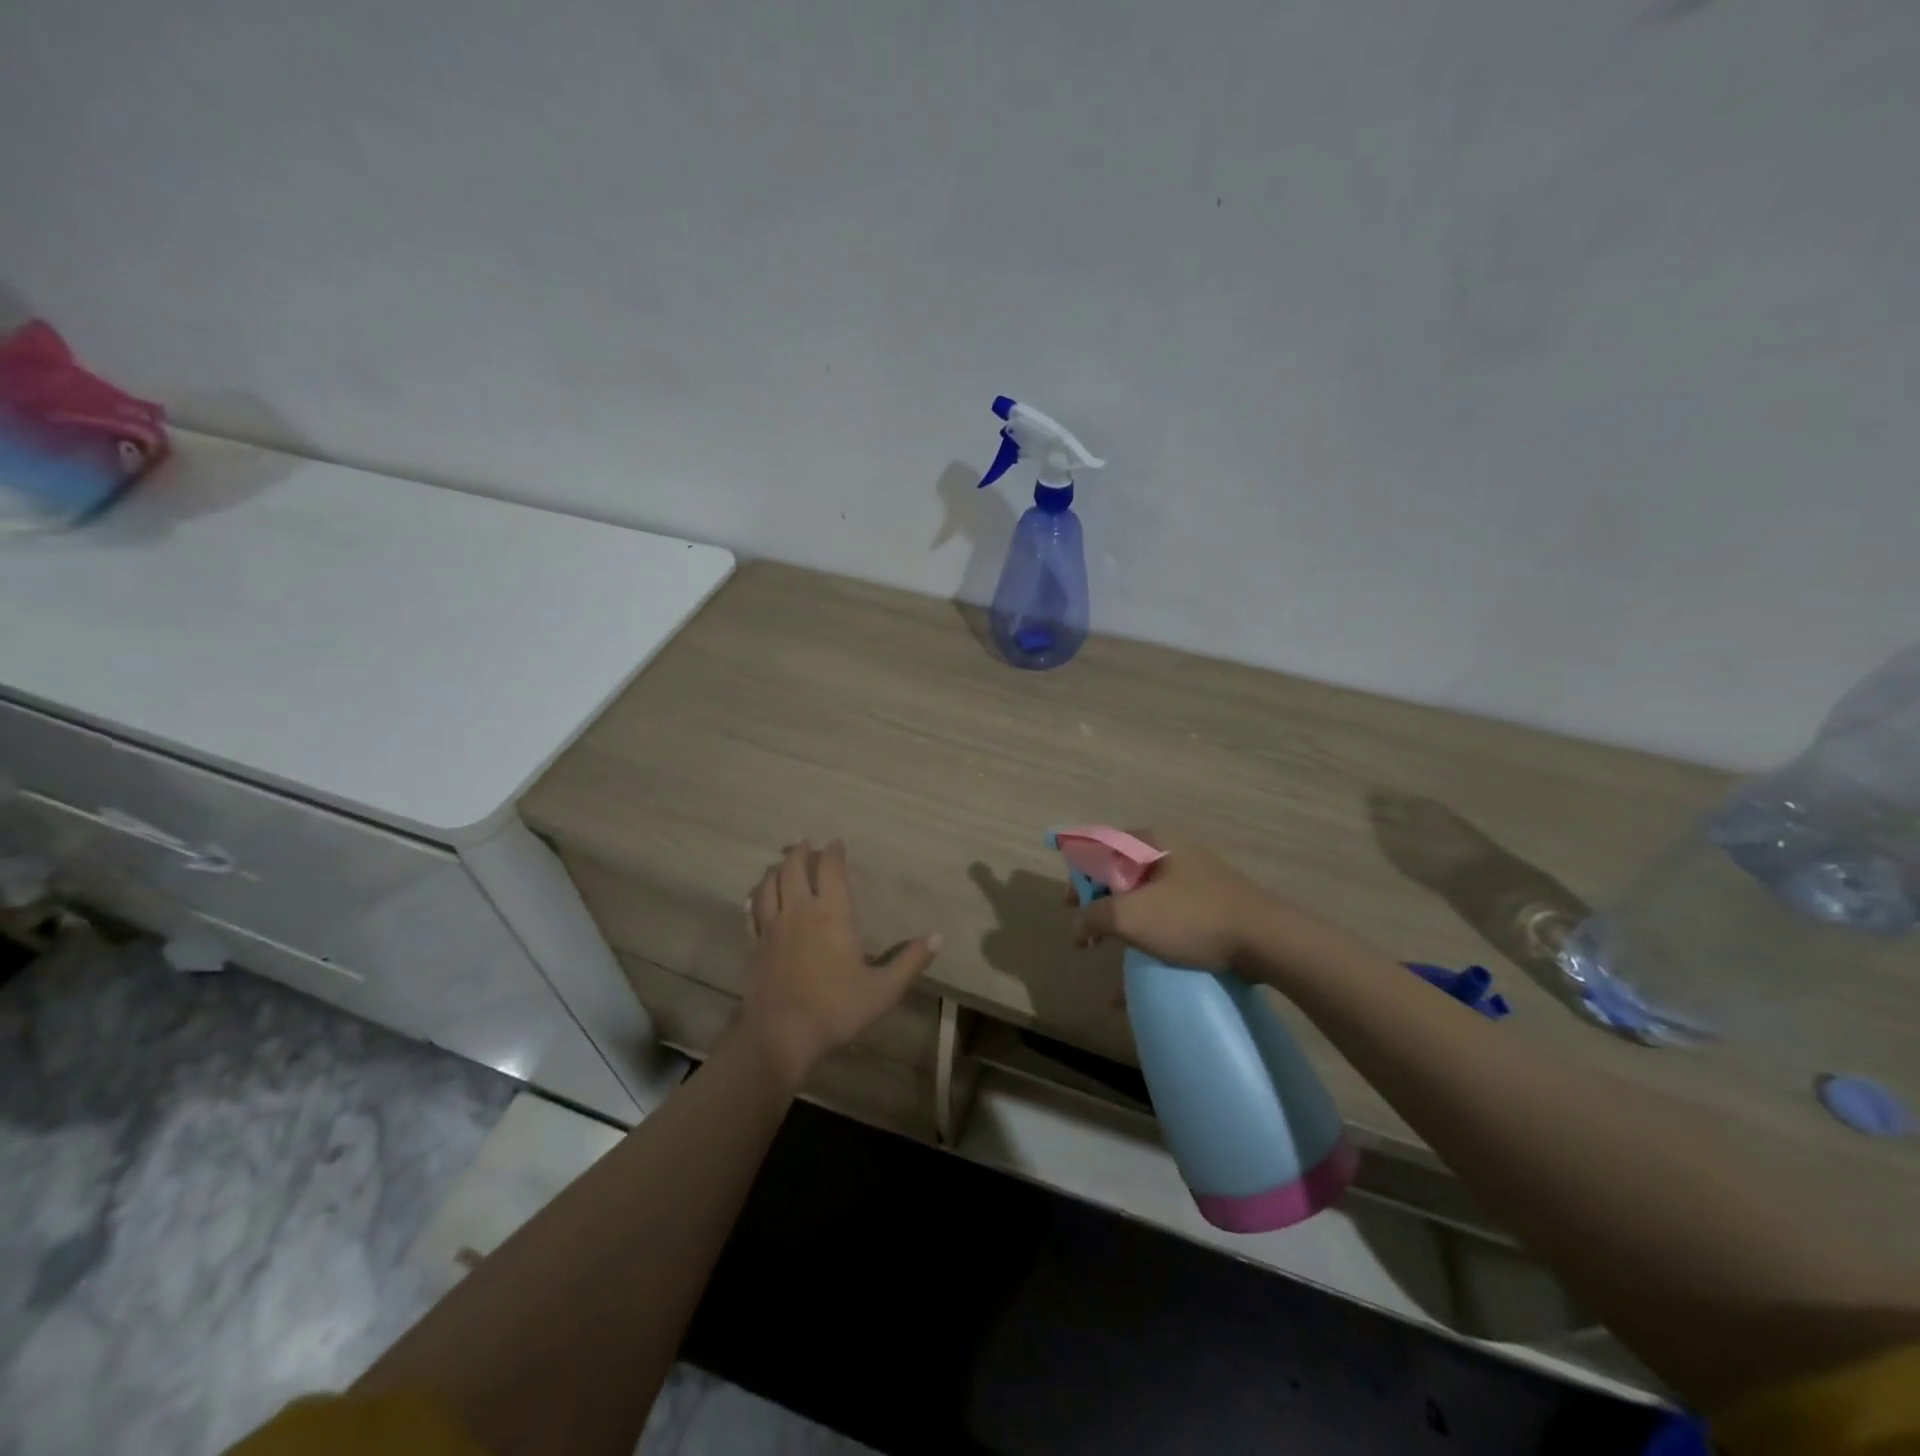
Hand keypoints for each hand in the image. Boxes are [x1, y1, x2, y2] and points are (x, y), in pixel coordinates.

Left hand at [739, 840, 940, 1085]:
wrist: (781, 1035)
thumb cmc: (836, 1009)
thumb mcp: (883, 990)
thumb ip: (910, 961)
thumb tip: (938, 937)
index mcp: (832, 914)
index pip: (831, 870)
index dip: (834, 852)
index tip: (837, 843)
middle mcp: (800, 911)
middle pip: (794, 867)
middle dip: (801, 851)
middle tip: (806, 843)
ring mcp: (772, 927)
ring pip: (769, 884)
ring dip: (777, 869)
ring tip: (783, 863)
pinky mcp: (754, 945)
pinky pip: (752, 911)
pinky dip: (756, 897)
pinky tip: (756, 897)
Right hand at [1070, 830, 1273, 973]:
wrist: (1266, 941)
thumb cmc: (1190, 918)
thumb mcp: (1130, 916)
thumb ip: (1093, 917)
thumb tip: (1078, 927)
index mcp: (1152, 842)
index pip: (1100, 846)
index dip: (1078, 875)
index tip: (1069, 907)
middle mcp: (1172, 853)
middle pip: (1121, 874)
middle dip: (1100, 906)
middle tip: (1088, 933)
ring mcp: (1194, 881)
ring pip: (1145, 901)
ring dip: (1125, 929)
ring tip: (1113, 956)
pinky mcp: (1210, 908)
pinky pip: (1169, 922)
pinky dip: (1150, 944)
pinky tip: (1139, 981)